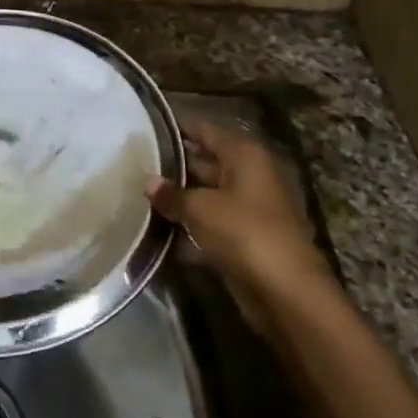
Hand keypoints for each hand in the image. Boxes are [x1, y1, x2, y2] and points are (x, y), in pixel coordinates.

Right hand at [147, 117, 332, 304]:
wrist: (285, 292)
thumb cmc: (245, 233)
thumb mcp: (201, 208)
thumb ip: (172, 194)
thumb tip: (149, 182)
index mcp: (244, 156)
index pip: (205, 130)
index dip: (177, 126)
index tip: (145, 125)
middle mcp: (247, 176)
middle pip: (204, 161)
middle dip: (172, 163)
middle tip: (132, 161)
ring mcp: (245, 208)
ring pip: (203, 193)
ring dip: (177, 196)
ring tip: (136, 190)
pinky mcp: (240, 238)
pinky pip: (206, 222)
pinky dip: (186, 223)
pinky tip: (154, 225)